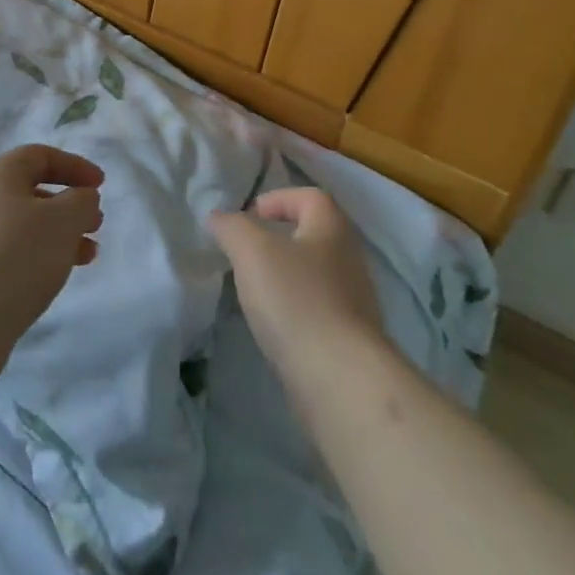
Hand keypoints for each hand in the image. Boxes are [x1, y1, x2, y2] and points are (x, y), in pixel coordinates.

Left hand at [0, 144, 104, 380]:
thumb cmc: (17, 256)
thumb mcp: (63, 220)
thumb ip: (81, 201)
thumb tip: (80, 198)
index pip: (40, 156)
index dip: (74, 166)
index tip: (101, 186)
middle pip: (30, 191)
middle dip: (68, 205)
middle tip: (96, 225)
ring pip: (22, 225)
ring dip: (58, 235)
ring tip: (87, 256)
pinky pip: (8, 252)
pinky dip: (37, 256)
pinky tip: (54, 278)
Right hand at [209, 188, 384, 384]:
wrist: (340, 378)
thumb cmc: (295, 299)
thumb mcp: (252, 251)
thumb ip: (232, 227)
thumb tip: (220, 218)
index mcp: (332, 228)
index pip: (309, 196)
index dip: (277, 199)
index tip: (248, 218)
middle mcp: (349, 258)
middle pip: (313, 234)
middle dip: (278, 239)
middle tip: (245, 254)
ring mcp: (354, 301)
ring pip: (315, 274)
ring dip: (285, 276)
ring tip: (254, 291)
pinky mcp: (349, 338)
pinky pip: (317, 310)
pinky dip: (294, 310)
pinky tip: (274, 326)